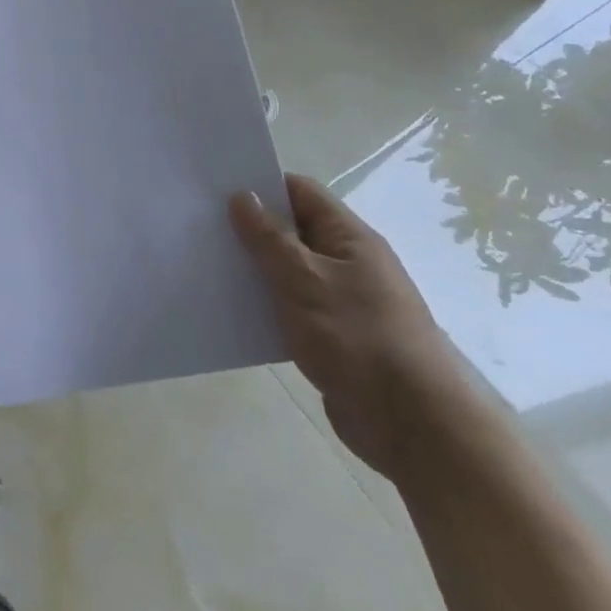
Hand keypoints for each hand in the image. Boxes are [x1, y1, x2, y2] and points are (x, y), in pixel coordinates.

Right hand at [229, 174, 468, 480]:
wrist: (411, 425)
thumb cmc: (358, 338)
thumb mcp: (304, 280)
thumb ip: (269, 237)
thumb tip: (241, 195)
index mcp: (349, 238)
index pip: (300, 192)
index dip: (260, 185)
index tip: (215, 190)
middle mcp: (347, 262)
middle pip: (291, 230)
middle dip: (249, 228)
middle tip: (199, 228)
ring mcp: (340, 300)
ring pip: (287, 271)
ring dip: (254, 269)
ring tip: (206, 266)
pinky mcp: (331, 336)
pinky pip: (290, 307)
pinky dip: (264, 304)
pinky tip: (231, 309)